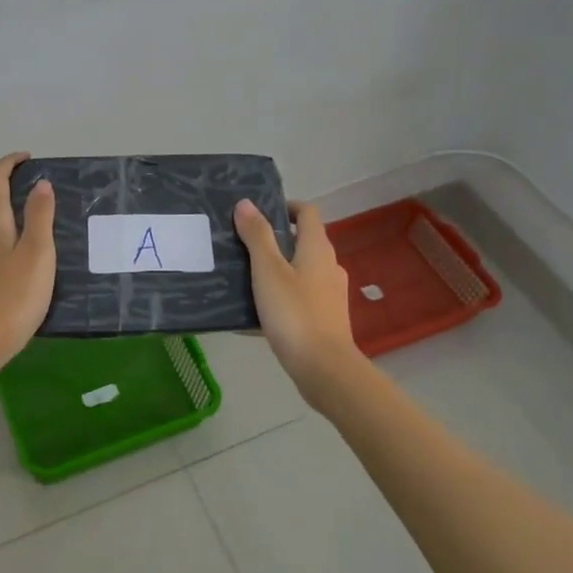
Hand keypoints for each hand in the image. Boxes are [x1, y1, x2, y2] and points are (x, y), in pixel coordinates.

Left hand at [0, 153, 56, 371]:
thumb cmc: (14, 295)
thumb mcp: (37, 253)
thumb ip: (39, 216)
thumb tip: (40, 184)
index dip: (9, 163)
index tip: (27, 158)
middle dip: (12, 193)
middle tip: (42, 200)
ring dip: (8, 220)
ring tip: (36, 232)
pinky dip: (3, 243)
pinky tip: (19, 264)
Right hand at [234, 199, 364, 406]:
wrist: (324, 369)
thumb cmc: (294, 313)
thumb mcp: (268, 271)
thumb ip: (257, 236)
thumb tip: (246, 203)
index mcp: (317, 248)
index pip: (306, 212)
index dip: (284, 207)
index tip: (257, 214)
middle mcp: (329, 266)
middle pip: (302, 242)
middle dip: (274, 240)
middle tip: (242, 245)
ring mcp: (330, 294)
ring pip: (300, 271)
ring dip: (276, 269)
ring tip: (244, 277)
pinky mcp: (325, 318)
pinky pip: (299, 298)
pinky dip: (280, 297)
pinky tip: (255, 313)